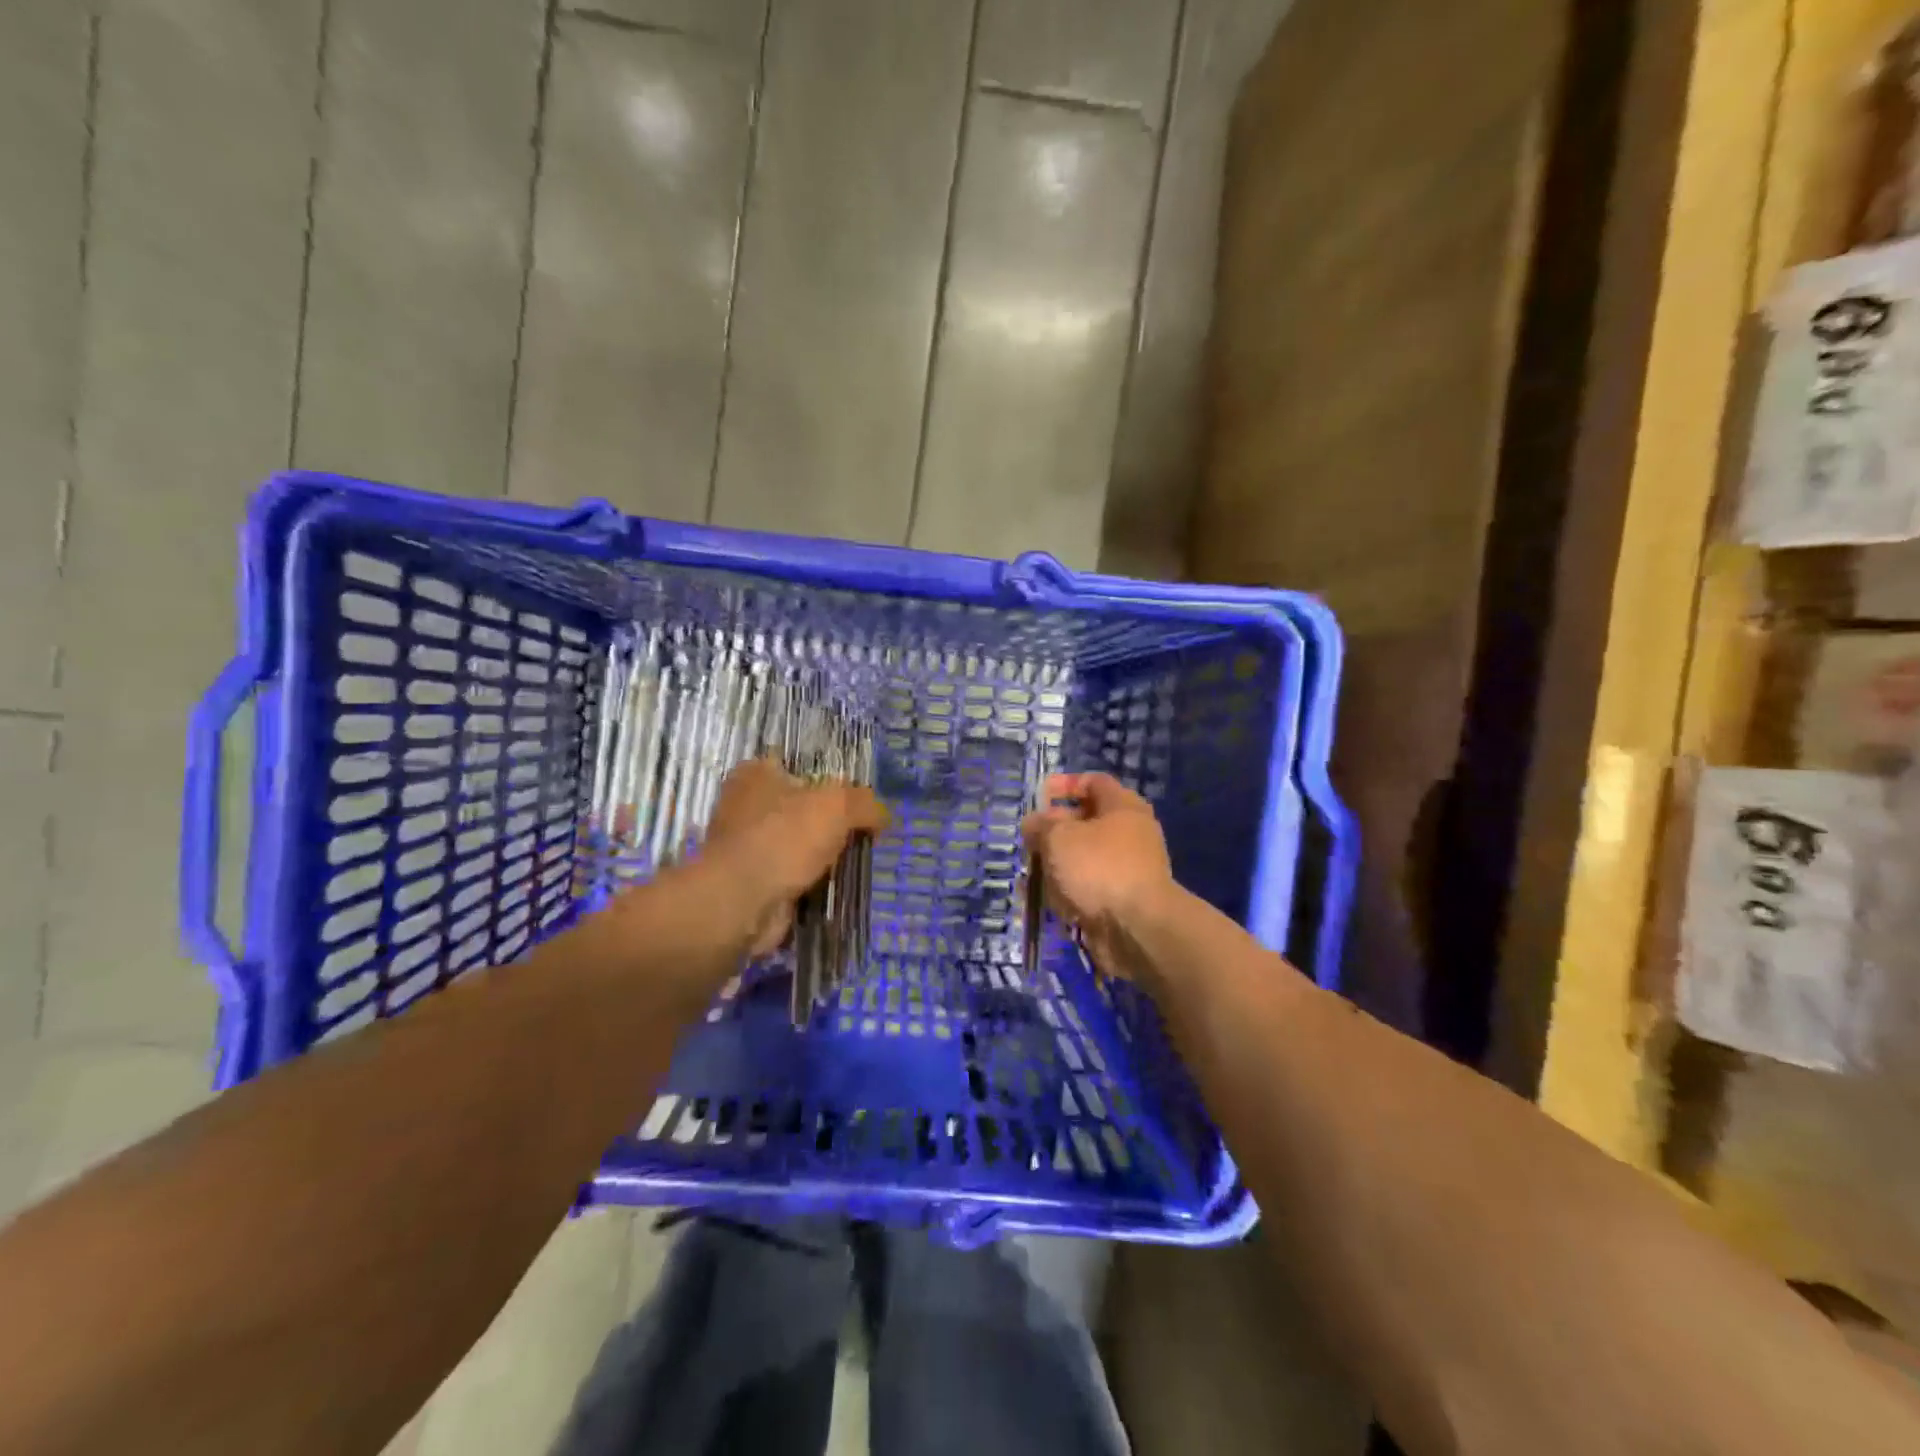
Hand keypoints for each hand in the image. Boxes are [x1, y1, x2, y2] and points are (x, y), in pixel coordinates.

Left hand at [700, 757, 889, 956]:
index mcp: (756, 773)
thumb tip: (883, 817)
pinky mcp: (750, 881)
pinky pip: (790, 876)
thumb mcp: (838, 806)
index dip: (831, 780)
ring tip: (854, 863)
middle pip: (801, 807)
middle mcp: (745, 805)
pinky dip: (809, 883)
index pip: (799, 766)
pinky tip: (833, 888)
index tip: (858, 801)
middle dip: (830, 823)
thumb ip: (866, 804)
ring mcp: (745, 846)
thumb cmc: (784, 837)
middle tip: (864, 834)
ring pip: (796, 844)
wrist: (742, 902)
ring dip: (821, 857)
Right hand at [1020, 772, 1174, 981]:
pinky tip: (1045, 902)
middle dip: (1053, 831)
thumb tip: (1033, 823)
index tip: (1039, 797)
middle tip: (1030, 841)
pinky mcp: (1121, 901)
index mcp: (1122, 807)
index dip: (1064, 785)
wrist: (1138, 929)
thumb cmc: (1098, 868)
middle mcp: (1130, 833)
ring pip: (1084, 859)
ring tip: (1031, 876)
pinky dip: (1067, 893)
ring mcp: (1127, 869)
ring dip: (1056, 866)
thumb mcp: (1059, 838)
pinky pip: (1088, 889)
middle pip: (1086, 822)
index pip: (1093, 782)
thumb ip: (1041, 826)